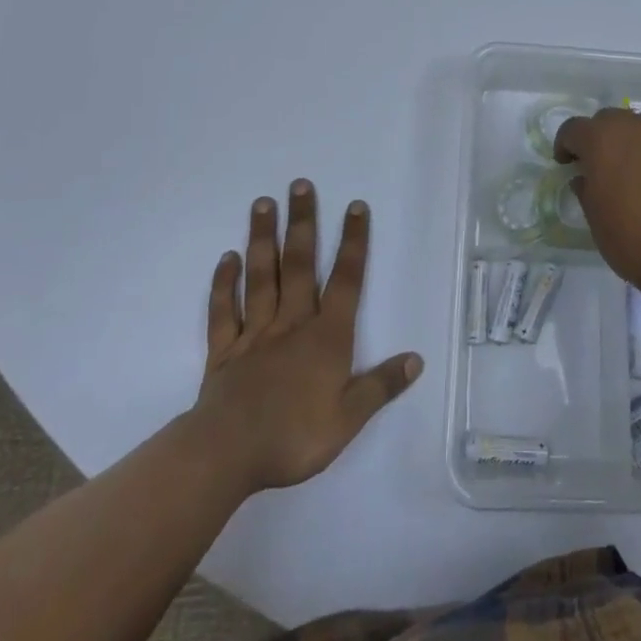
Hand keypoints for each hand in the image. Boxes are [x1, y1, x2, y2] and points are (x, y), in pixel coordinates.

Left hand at [192, 180, 421, 494]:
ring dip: (263, 238)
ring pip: (261, 276)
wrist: (227, 455)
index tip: (355, 206)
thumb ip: (381, 386)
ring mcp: (254, 333)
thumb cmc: (294, 436)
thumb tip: (416, 359)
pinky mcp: (224, 350)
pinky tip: (227, 258)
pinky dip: (224, 283)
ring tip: (263, 203)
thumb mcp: (349, 418)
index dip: (353, 242)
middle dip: (303, 223)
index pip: (346, 280)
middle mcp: (292, 323)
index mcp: (326, 336)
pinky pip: (224, 310)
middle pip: (299, 264)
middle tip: (299, 184)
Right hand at [554, 110, 640, 306]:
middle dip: (605, 139)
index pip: (574, 128)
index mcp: (604, 140)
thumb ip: (587, 192)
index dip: (567, 144)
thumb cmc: (640, 244)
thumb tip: (585, 178)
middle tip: (607, 168)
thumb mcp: (598, 224)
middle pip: (613, 121)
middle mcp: (640, 126)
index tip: (567, 164)